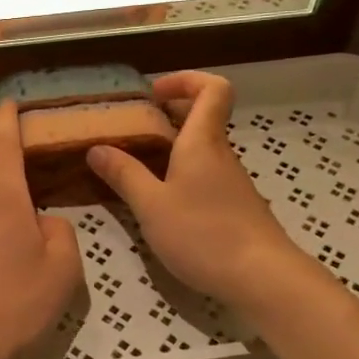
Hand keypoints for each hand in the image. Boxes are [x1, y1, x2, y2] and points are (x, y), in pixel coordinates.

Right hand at [85, 71, 297, 304]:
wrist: (263, 278)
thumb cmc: (204, 234)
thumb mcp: (151, 205)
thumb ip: (123, 175)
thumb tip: (96, 148)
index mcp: (202, 142)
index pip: (212, 89)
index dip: (185, 80)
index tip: (153, 93)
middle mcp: (220, 154)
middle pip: (204, 117)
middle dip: (168, 114)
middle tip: (133, 128)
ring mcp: (230, 182)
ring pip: (201, 149)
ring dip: (171, 148)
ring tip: (136, 166)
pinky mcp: (234, 207)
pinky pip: (204, 175)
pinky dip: (180, 175)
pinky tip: (159, 202)